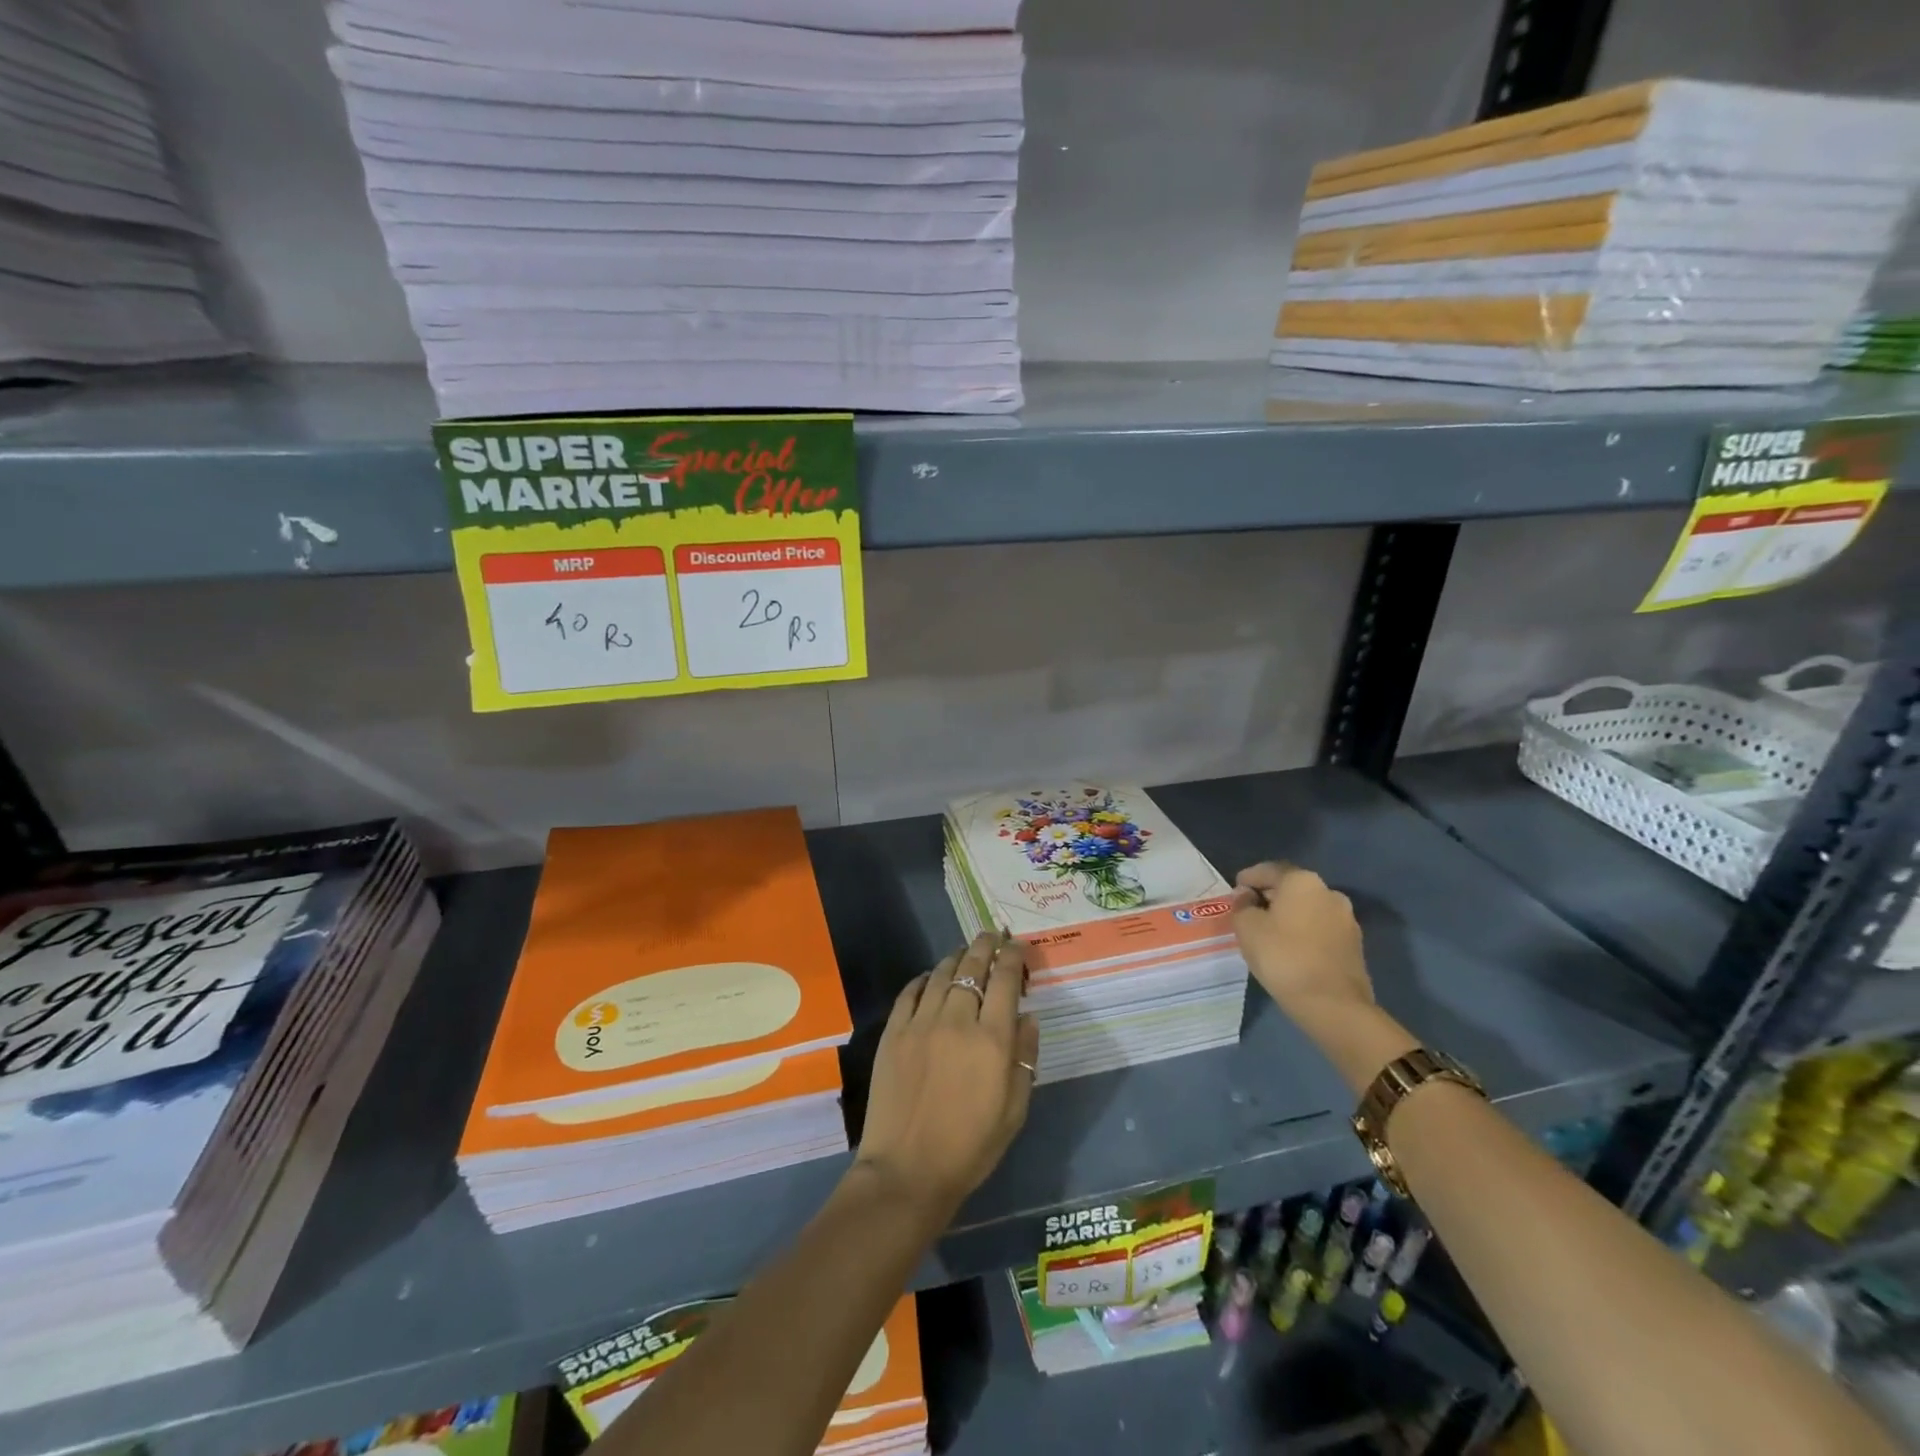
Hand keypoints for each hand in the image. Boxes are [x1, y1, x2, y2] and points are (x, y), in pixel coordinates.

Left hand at [853, 933, 1040, 1218]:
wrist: (907, 1171)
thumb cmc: (970, 1147)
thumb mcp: (1014, 1109)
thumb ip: (1024, 1056)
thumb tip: (1028, 1017)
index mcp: (992, 1040)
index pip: (1005, 980)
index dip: (1014, 957)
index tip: (1018, 947)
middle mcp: (957, 1020)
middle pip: (972, 967)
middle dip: (985, 946)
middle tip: (992, 936)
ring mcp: (920, 1023)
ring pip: (940, 973)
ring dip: (956, 958)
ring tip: (964, 953)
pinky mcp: (893, 1032)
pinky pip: (910, 992)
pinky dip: (923, 979)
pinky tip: (930, 978)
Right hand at [1230, 861, 1372, 1020]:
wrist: (1332, 1004)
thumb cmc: (1283, 956)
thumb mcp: (1246, 927)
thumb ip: (1242, 905)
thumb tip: (1246, 896)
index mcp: (1302, 881)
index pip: (1270, 870)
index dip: (1249, 877)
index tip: (1236, 889)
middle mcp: (1329, 892)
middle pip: (1292, 888)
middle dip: (1270, 896)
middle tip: (1249, 910)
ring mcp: (1346, 919)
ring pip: (1308, 909)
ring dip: (1289, 915)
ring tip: (1269, 932)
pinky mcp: (1354, 945)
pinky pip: (1320, 929)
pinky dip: (1304, 932)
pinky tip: (1290, 949)